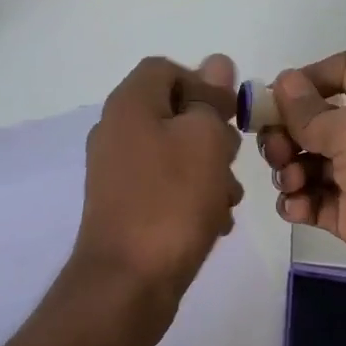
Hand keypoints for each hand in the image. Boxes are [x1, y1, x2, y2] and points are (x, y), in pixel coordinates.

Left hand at [72, 54, 244, 323]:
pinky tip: (211, 223)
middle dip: (211, 137)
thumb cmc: (171, 201)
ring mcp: (117, 172)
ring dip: (208, 172)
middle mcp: (116, 131)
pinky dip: (191, 199)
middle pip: (174, 113)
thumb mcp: (203, 139)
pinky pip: (166, 188)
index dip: (203, 85)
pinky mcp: (125, 207)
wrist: (128, 283)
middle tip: (228, 163)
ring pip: (176, 154)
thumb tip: (216, 63)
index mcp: (129, 104)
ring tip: (225, 202)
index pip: (166, 69)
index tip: (229, 118)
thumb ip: (210, 99)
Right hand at [260, 50, 345, 336]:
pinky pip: (316, 201)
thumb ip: (311, 110)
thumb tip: (283, 83)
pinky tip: (296, 210)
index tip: (275, 98)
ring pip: (313, 162)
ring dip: (291, 169)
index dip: (310, 77)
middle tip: (276, 151)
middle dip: (290, 132)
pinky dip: (300, 202)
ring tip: (292, 184)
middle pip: (320, 120)